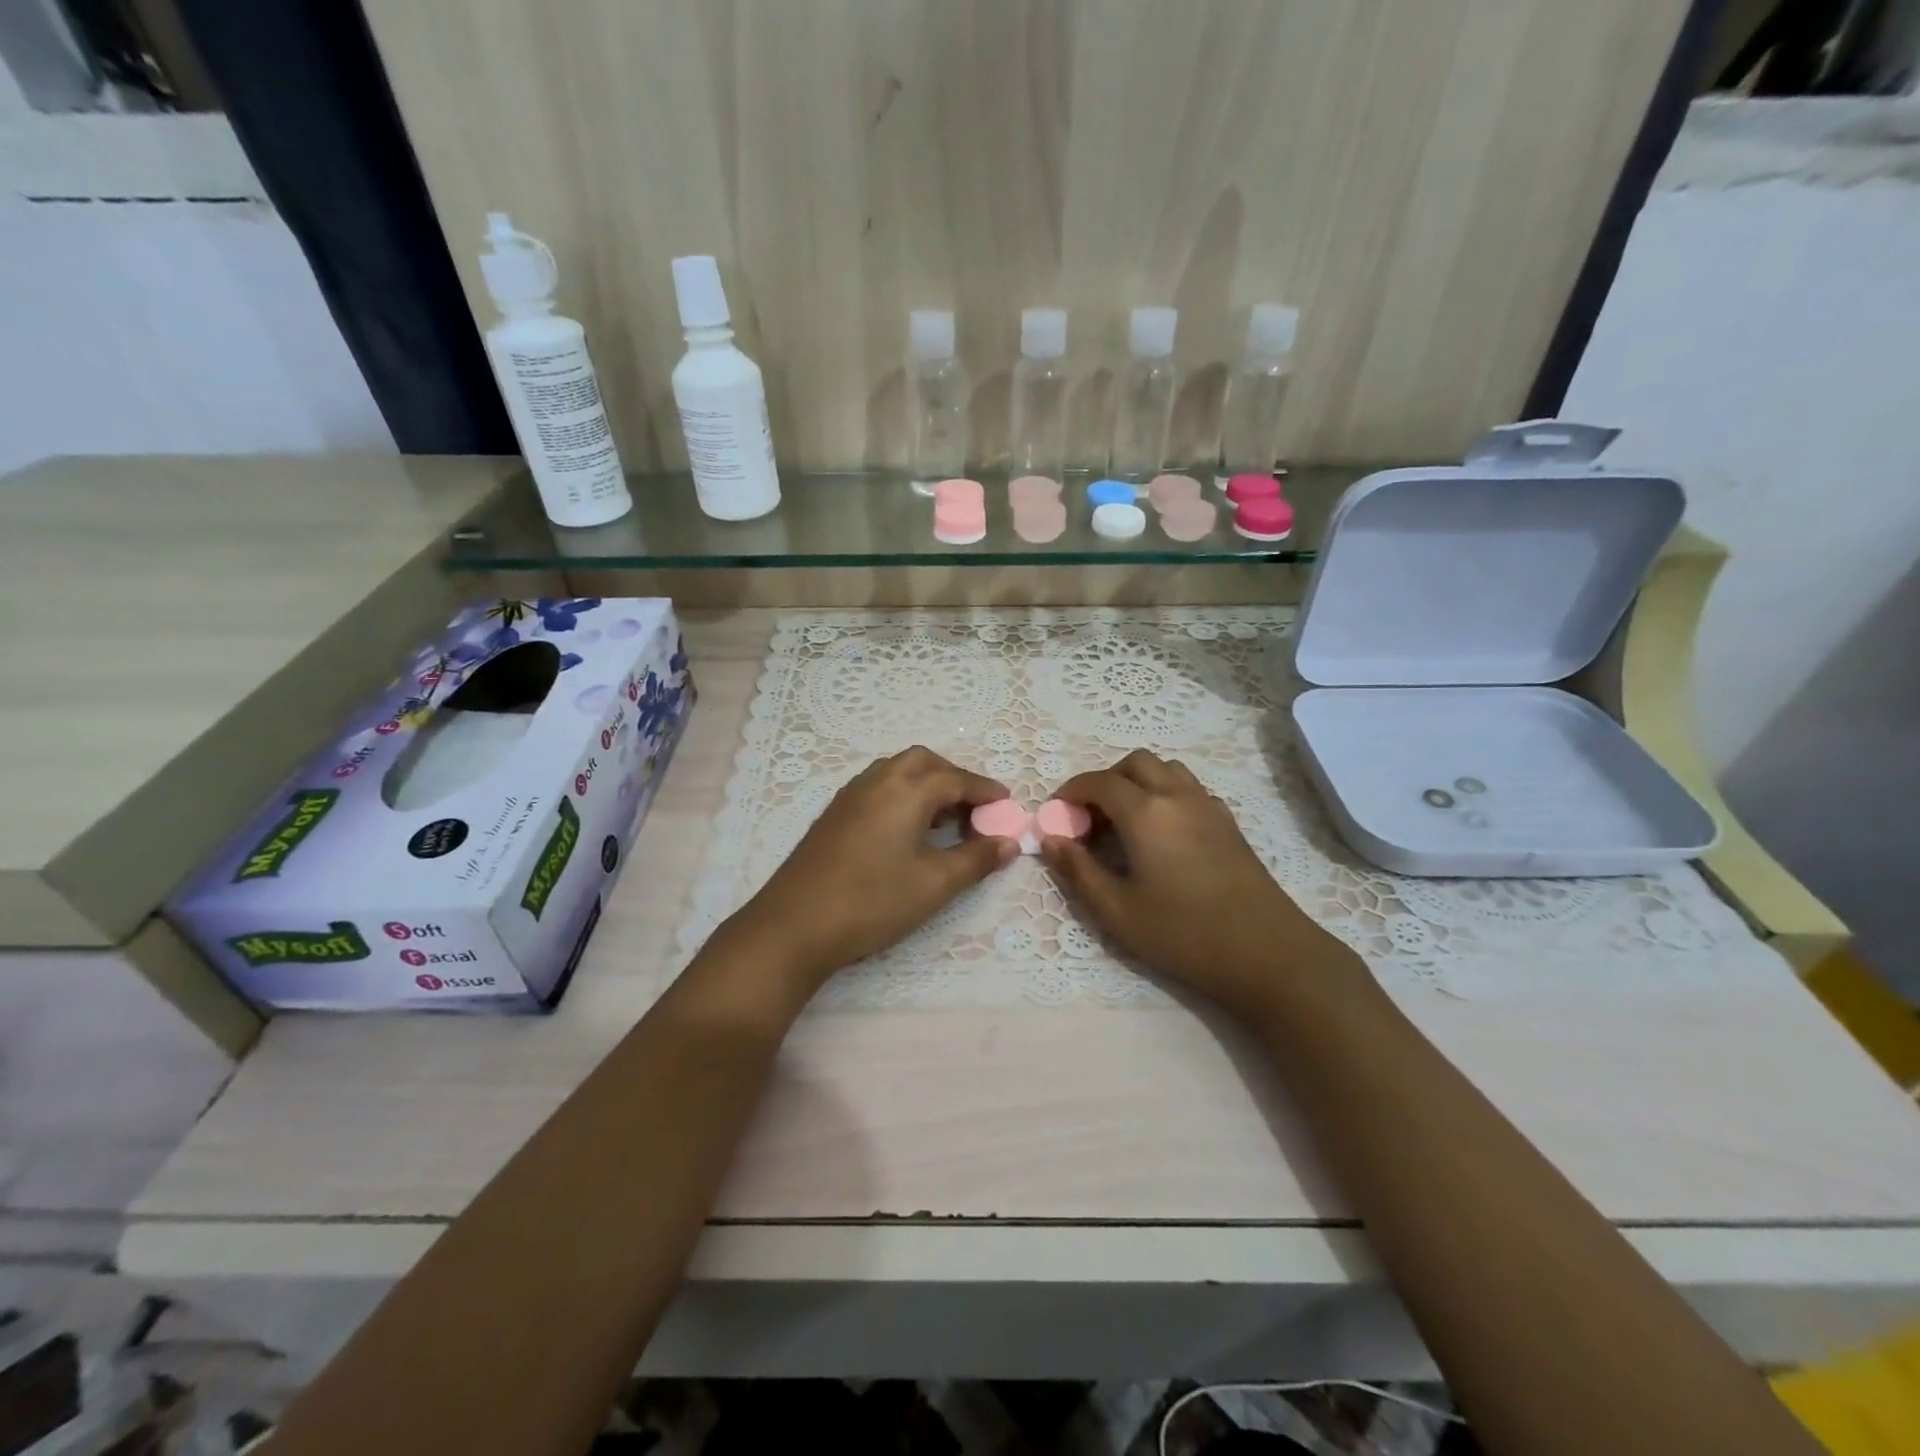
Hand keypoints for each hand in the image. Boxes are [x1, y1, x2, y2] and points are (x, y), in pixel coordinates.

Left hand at [721, 746, 1015, 991]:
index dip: (985, 791)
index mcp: (905, 790)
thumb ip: (976, 859)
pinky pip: (878, 786)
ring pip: (897, 771)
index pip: (956, 778)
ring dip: (926, 784)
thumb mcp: (935, 884)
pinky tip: (907, 829)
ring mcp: (850, 796)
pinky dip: (903, 794)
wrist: (793, 925)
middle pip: (924, 762)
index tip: (1007, 805)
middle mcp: (877, 781)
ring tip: (944, 819)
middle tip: (974, 810)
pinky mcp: (834, 814)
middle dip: (954, 778)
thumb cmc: (872, 901)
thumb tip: (1009, 843)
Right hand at [1041, 750, 1361, 1019]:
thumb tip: (1050, 840)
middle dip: (1105, 780)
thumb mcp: (1117, 911)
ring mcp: (1209, 806)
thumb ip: (1078, 871)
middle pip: (1135, 763)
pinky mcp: (1229, 823)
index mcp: (1146, 812)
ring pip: (1167, 770)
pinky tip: (1163, 834)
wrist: (1267, 953)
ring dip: (1138, 782)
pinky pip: (1190, 788)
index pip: (1099, 782)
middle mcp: (1177, 796)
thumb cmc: (1184, 933)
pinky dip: (1166, 794)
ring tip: (1125, 822)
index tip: (1057, 814)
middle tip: (1091, 818)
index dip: (1072, 791)